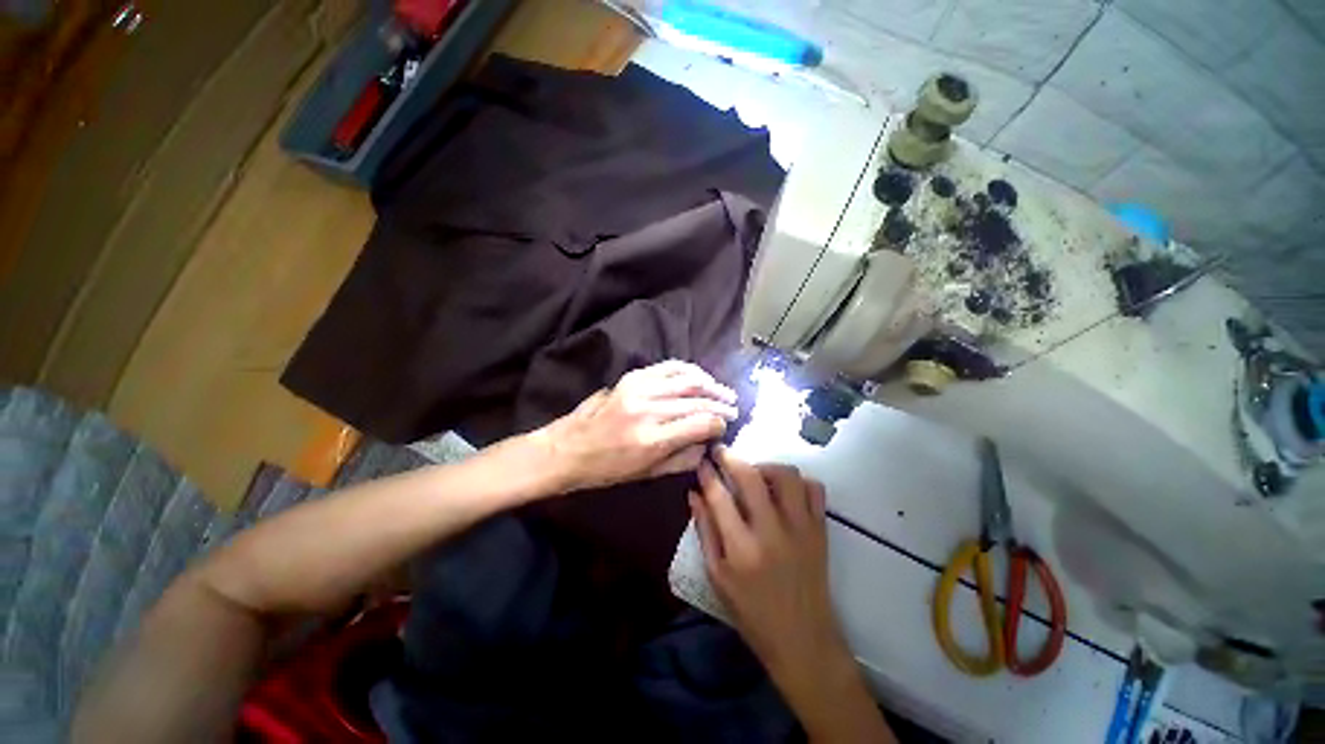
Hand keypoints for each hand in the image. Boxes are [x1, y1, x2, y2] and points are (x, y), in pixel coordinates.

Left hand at [536, 360, 737, 491]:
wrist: (568, 448)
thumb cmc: (606, 469)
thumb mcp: (647, 474)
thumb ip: (683, 459)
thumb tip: (708, 443)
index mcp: (652, 440)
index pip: (701, 423)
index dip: (719, 423)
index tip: (725, 426)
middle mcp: (648, 410)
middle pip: (697, 400)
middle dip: (720, 403)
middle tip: (733, 407)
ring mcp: (638, 389)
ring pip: (686, 379)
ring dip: (710, 384)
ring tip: (723, 391)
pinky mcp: (631, 377)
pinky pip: (668, 367)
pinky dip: (688, 370)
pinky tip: (699, 377)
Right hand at [689, 449, 846, 676]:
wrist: (802, 639)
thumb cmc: (751, 612)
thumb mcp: (717, 576)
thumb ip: (705, 531)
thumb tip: (694, 494)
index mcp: (741, 549)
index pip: (720, 497)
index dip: (708, 474)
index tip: (703, 462)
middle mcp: (772, 532)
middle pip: (751, 477)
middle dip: (731, 458)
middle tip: (721, 452)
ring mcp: (801, 529)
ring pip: (786, 475)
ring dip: (766, 466)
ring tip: (754, 474)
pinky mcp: (821, 530)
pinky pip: (814, 489)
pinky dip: (798, 481)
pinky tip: (784, 490)